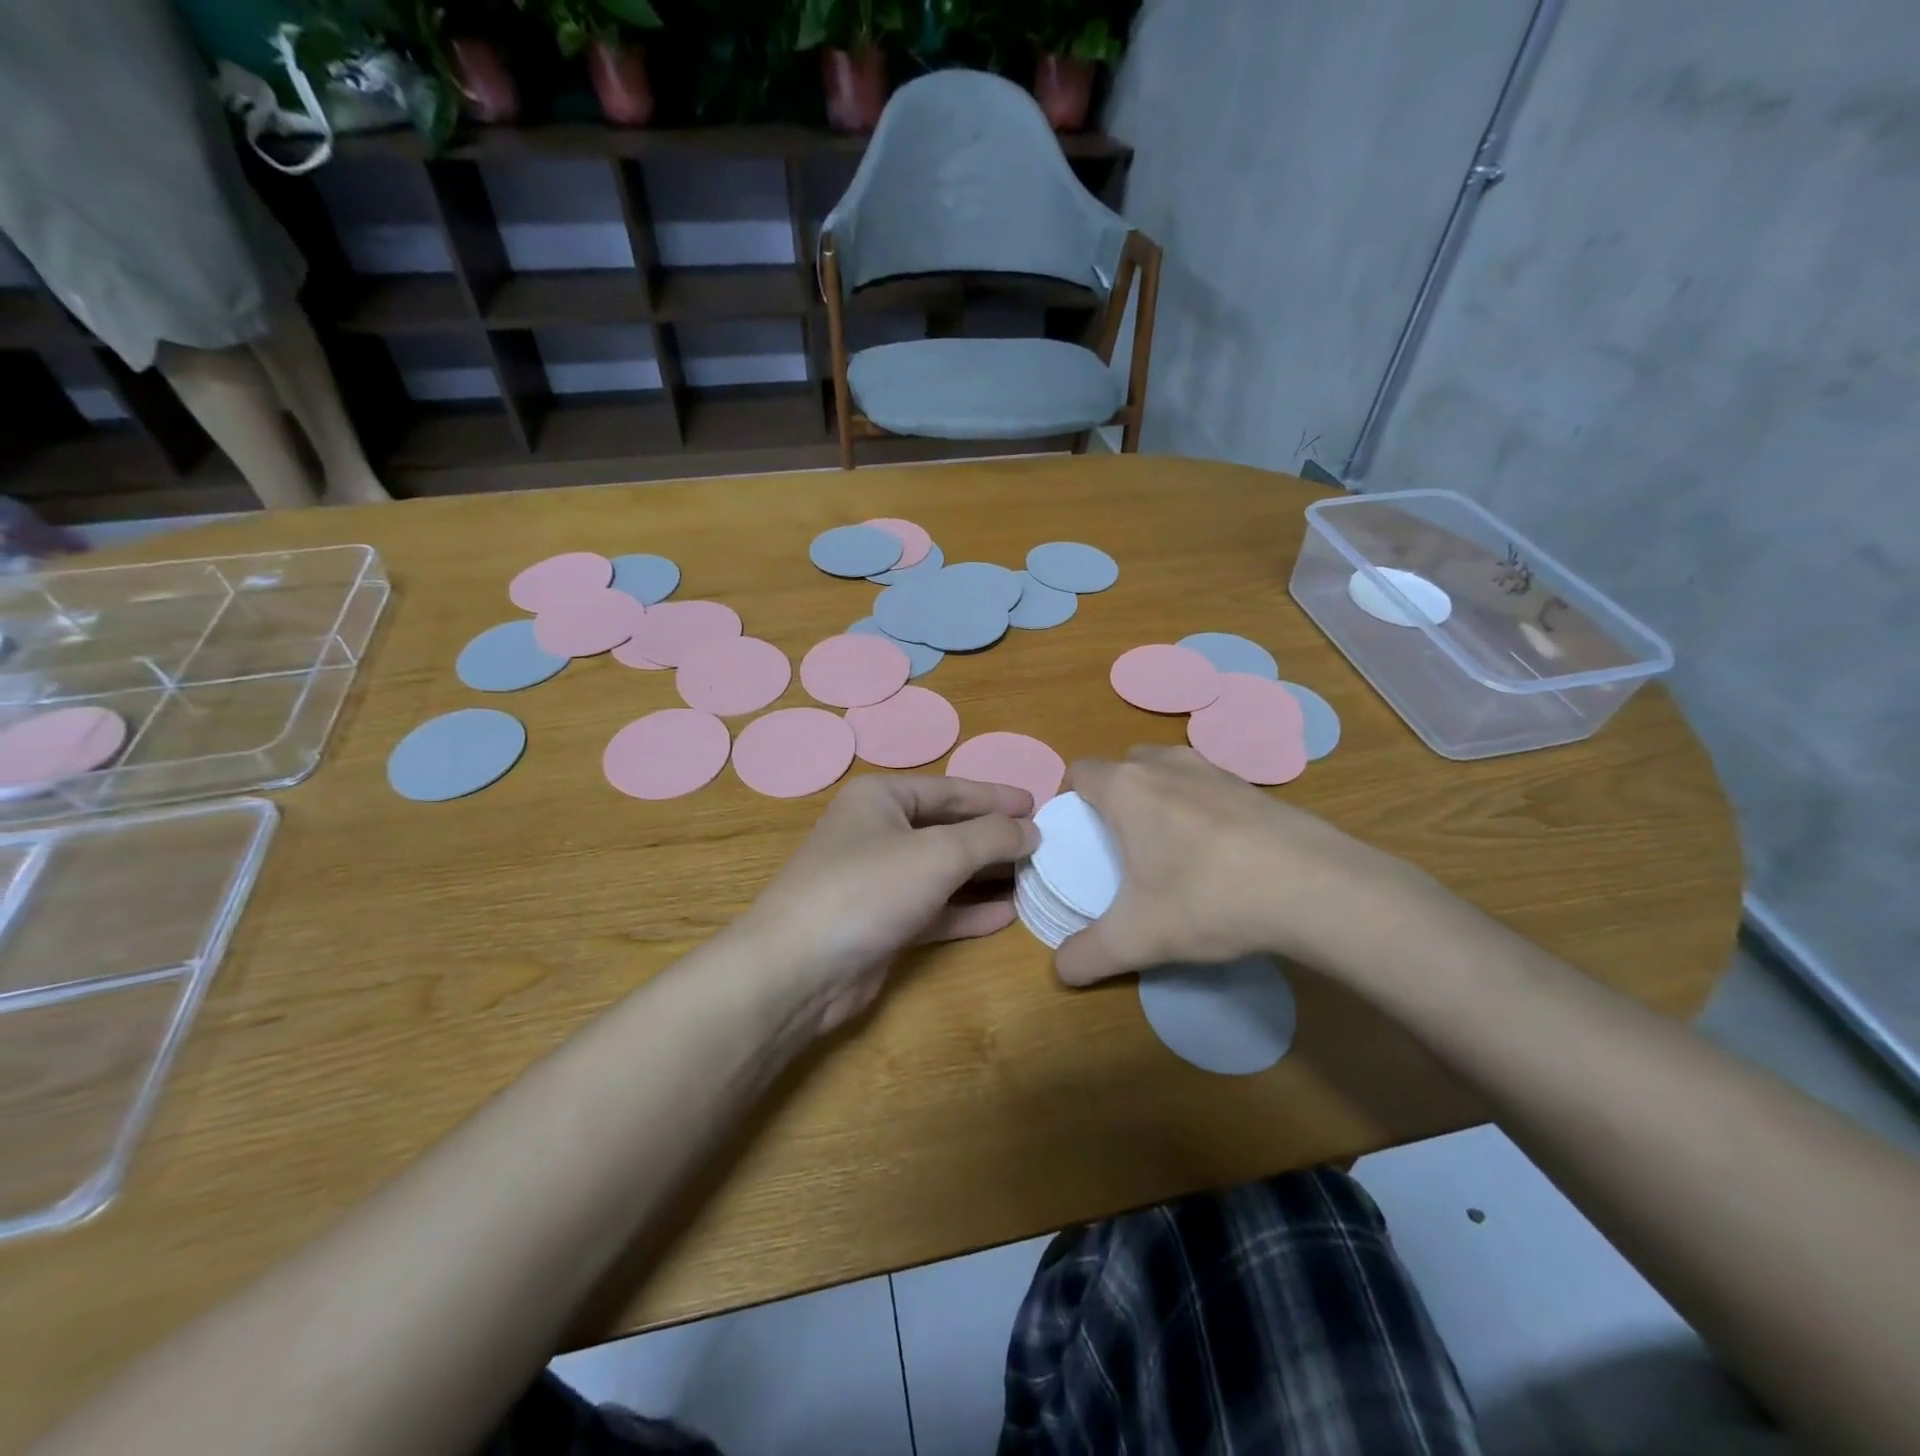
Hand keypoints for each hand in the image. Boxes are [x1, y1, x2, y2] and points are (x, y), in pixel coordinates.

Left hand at [738, 775, 1037, 1033]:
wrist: (798, 970)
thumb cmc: (867, 889)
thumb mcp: (938, 853)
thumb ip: (991, 837)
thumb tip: (1031, 829)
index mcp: (882, 798)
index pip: (951, 789)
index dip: (995, 796)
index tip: (1039, 803)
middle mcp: (879, 832)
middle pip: (949, 829)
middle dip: (995, 838)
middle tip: (1045, 844)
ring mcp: (879, 880)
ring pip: (944, 871)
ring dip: (986, 876)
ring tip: (1036, 877)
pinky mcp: (883, 923)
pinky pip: (935, 908)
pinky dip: (968, 910)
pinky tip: (1007, 914)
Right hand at [1054, 747, 1429, 986]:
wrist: (1316, 888)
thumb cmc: (1208, 898)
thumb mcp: (1138, 938)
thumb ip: (1089, 954)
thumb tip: (1061, 972)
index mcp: (1127, 788)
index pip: (1080, 771)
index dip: (1070, 798)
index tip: (1076, 835)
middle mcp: (1166, 765)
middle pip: (1124, 766)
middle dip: (1114, 797)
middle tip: (1119, 844)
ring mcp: (1215, 769)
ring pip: (1168, 770)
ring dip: (1158, 797)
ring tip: (1168, 846)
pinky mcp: (1254, 787)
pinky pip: (1208, 787)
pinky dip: (1200, 808)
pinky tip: (1218, 853)